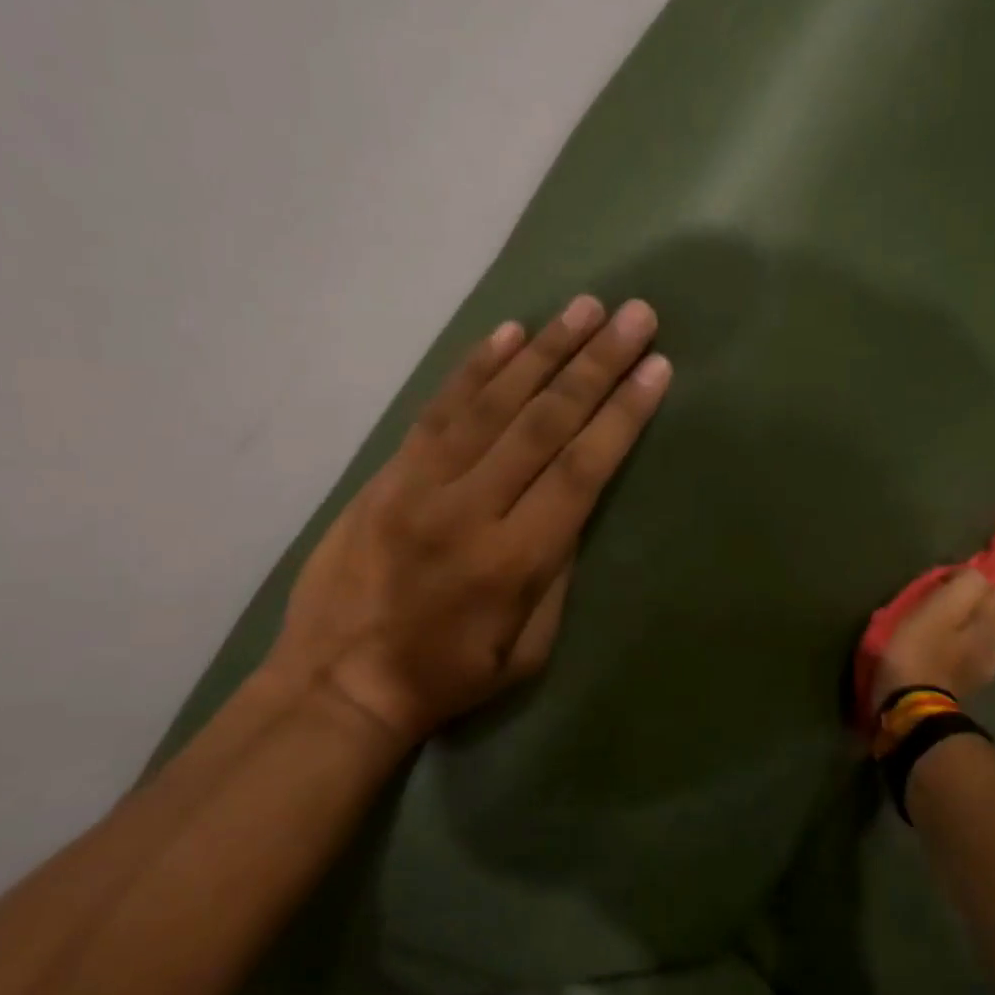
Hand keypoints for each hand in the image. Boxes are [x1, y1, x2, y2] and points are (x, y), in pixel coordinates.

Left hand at [270, 295, 670, 747]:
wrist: (337, 686)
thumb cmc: (448, 676)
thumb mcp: (528, 650)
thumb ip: (557, 573)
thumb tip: (573, 504)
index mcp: (512, 560)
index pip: (580, 469)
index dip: (622, 415)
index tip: (657, 369)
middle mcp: (468, 508)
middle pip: (543, 421)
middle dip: (596, 364)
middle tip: (635, 316)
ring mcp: (419, 484)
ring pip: (492, 402)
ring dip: (544, 349)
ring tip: (585, 308)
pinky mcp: (387, 474)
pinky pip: (438, 409)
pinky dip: (476, 367)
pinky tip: (510, 334)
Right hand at [870, 549, 994, 720]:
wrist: (913, 709)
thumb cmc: (918, 652)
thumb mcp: (935, 609)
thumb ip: (962, 586)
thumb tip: (978, 573)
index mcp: (986, 616)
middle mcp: (993, 637)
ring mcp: (985, 660)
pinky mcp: (971, 677)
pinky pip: (994, 645)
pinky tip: (994, 634)